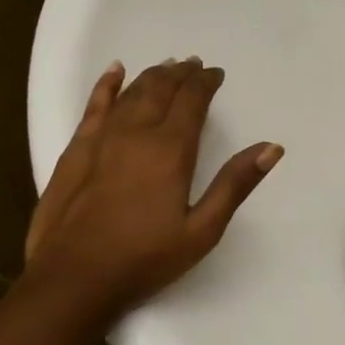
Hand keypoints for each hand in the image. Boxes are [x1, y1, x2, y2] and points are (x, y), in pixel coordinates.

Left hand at [22, 58, 282, 321]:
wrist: (73, 278)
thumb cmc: (144, 258)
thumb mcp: (202, 230)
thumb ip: (235, 184)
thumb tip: (271, 147)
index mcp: (170, 149)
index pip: (192, 100)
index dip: (205, 83)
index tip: (216, 74)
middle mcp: (136, 133)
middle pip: (161, 89)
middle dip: (181, 74)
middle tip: (194, 66)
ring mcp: (101, 139)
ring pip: (130, 93)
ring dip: (152, 76)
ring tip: (167, 67)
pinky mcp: (76, 150)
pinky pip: (94, 106)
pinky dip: (106, 85)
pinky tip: (115, 72)